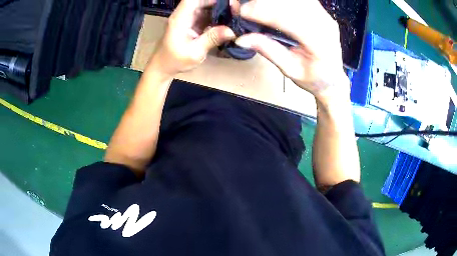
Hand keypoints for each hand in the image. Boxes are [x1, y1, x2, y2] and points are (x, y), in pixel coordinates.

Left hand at [147, 0, 235, 76]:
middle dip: (218, 3)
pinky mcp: (191, 23)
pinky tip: (226, 22)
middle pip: (201, 1)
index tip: (227, 3)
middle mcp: (183, 14)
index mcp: (180, 18)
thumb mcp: (194, 52)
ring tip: (233, 15)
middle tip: (235, 10)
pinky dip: (216, 16)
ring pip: (204, 6)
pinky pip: (205, 14)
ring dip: (218, 9)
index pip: (193, 0)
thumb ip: (212, 39)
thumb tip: (232, 31)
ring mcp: (187, 18)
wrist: (163, 66)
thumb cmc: (175, 61)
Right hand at [233, 0, 349, 103]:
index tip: (242, 12)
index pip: (288, 19)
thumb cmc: (314, 78)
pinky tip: (272, 4)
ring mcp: (325, 17)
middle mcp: (325, 25)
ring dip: (273, 1)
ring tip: (256, 5)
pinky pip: (303, 1)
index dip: (262, 13)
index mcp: (319, 43)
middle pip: (291, 5)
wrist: (333, 78)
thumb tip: (243, 39)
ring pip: (297, 0)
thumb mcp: (290, 70)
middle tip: (245, 8)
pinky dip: (284, 2)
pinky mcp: (322, 13)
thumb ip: (269, 50)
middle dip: (264, 3)